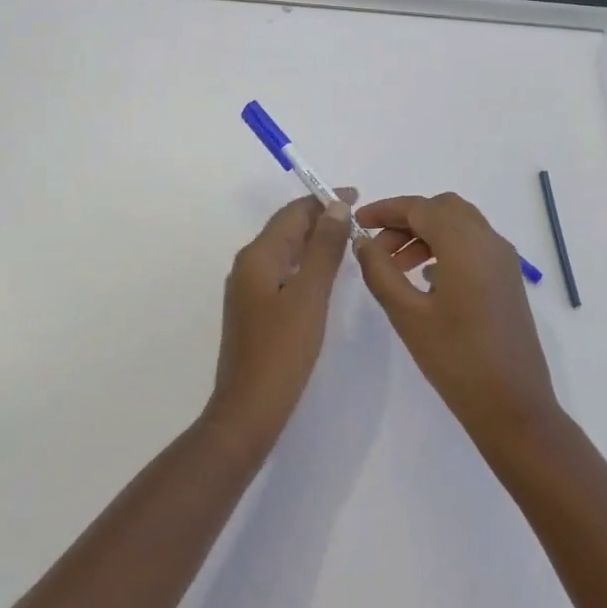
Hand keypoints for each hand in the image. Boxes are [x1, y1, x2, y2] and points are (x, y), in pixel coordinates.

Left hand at [206, 191, 356, 451]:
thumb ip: (324, 249)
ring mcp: (249, 290)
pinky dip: (306, 263)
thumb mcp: (309, 295)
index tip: (357, 196)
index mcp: (258, 256)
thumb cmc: (282, 350)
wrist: (248, 411)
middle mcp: (248, 266)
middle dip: (320, 218)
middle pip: (287, 228)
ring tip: (348, 238)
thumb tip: (336, 207)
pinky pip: (284, 271)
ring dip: (315, 240)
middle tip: (358, 216)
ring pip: (286, 250)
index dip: (324, 201)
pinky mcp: (255, 311)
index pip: (293, 214)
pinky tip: (325, 274)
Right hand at [353, 193, 559, 445]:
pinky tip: (426, 280)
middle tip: (377, 247)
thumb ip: (380, 271)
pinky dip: (446, 248)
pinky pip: (473, 245)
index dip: (385, 209)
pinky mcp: (508, 279)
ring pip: (459, 225)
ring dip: (426, 234)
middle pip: (442, 209)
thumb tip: (363, 242)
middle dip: (406, 220)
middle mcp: (489, 241)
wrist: (513, 406)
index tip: (357, 222)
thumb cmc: (456, 359)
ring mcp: (503, 260)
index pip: (419, 207)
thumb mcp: (407, 314)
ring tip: (396, 267)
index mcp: (465, 243)